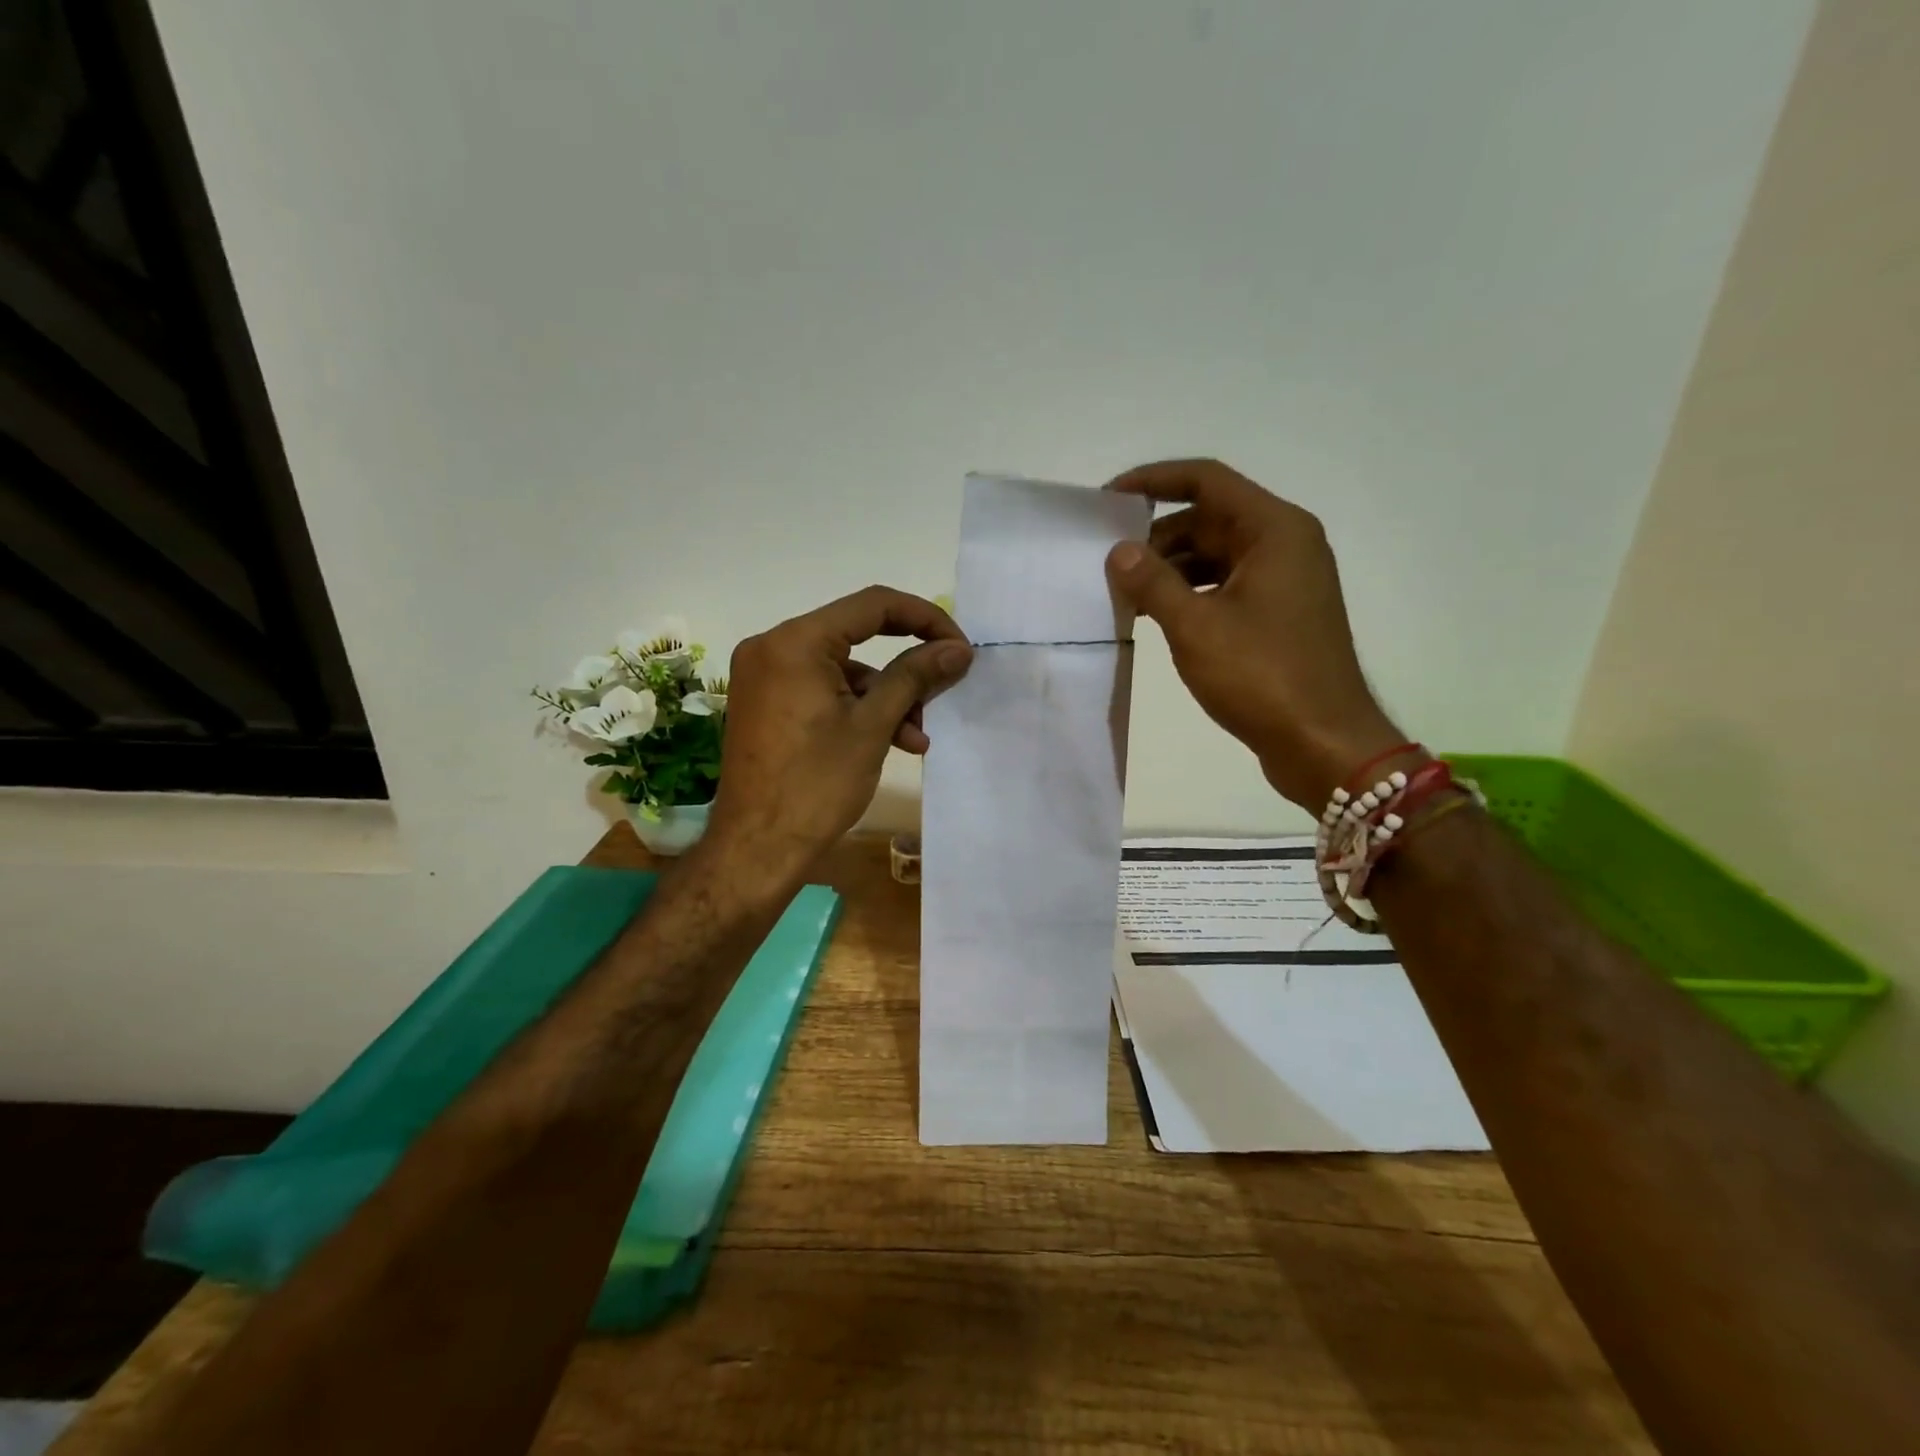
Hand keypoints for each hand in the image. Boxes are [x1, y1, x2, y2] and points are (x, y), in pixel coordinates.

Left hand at [704, 586, 972, 882]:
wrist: (756, 849)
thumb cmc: (816, 785)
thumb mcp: (872, 726)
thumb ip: (915, 676)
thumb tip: (958, 648)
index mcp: (795, 642)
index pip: (873, 605)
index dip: (925, 619)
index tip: (959, 646)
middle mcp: (772, 647)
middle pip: (857, 636)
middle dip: (906, 666)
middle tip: (945, 685)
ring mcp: (765, 676)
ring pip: (843, 669)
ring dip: (886, 696)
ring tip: (917, 735)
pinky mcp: (766, 703)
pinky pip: (822, 689)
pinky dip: (857, 709)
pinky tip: (890, 741)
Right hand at [1105, 459, 1405, 808]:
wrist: (1323, 743)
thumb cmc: (1262, 676)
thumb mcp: (1195, 627)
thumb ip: (1152, 582)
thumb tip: (1119, 551)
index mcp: (1274, 530)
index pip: (1206, 480)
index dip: (1153, 481)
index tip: (1109, 500)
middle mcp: (1285, 544)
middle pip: (1210, 518)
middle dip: (1157, 536)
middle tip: (1108, 561)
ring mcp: (1285, 581)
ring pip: (1215, 555)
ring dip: (1171, 568)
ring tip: (1125, 592)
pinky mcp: (1279, 614)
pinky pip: (1226, 585)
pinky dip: (1191, 593)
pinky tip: (1157, 615)